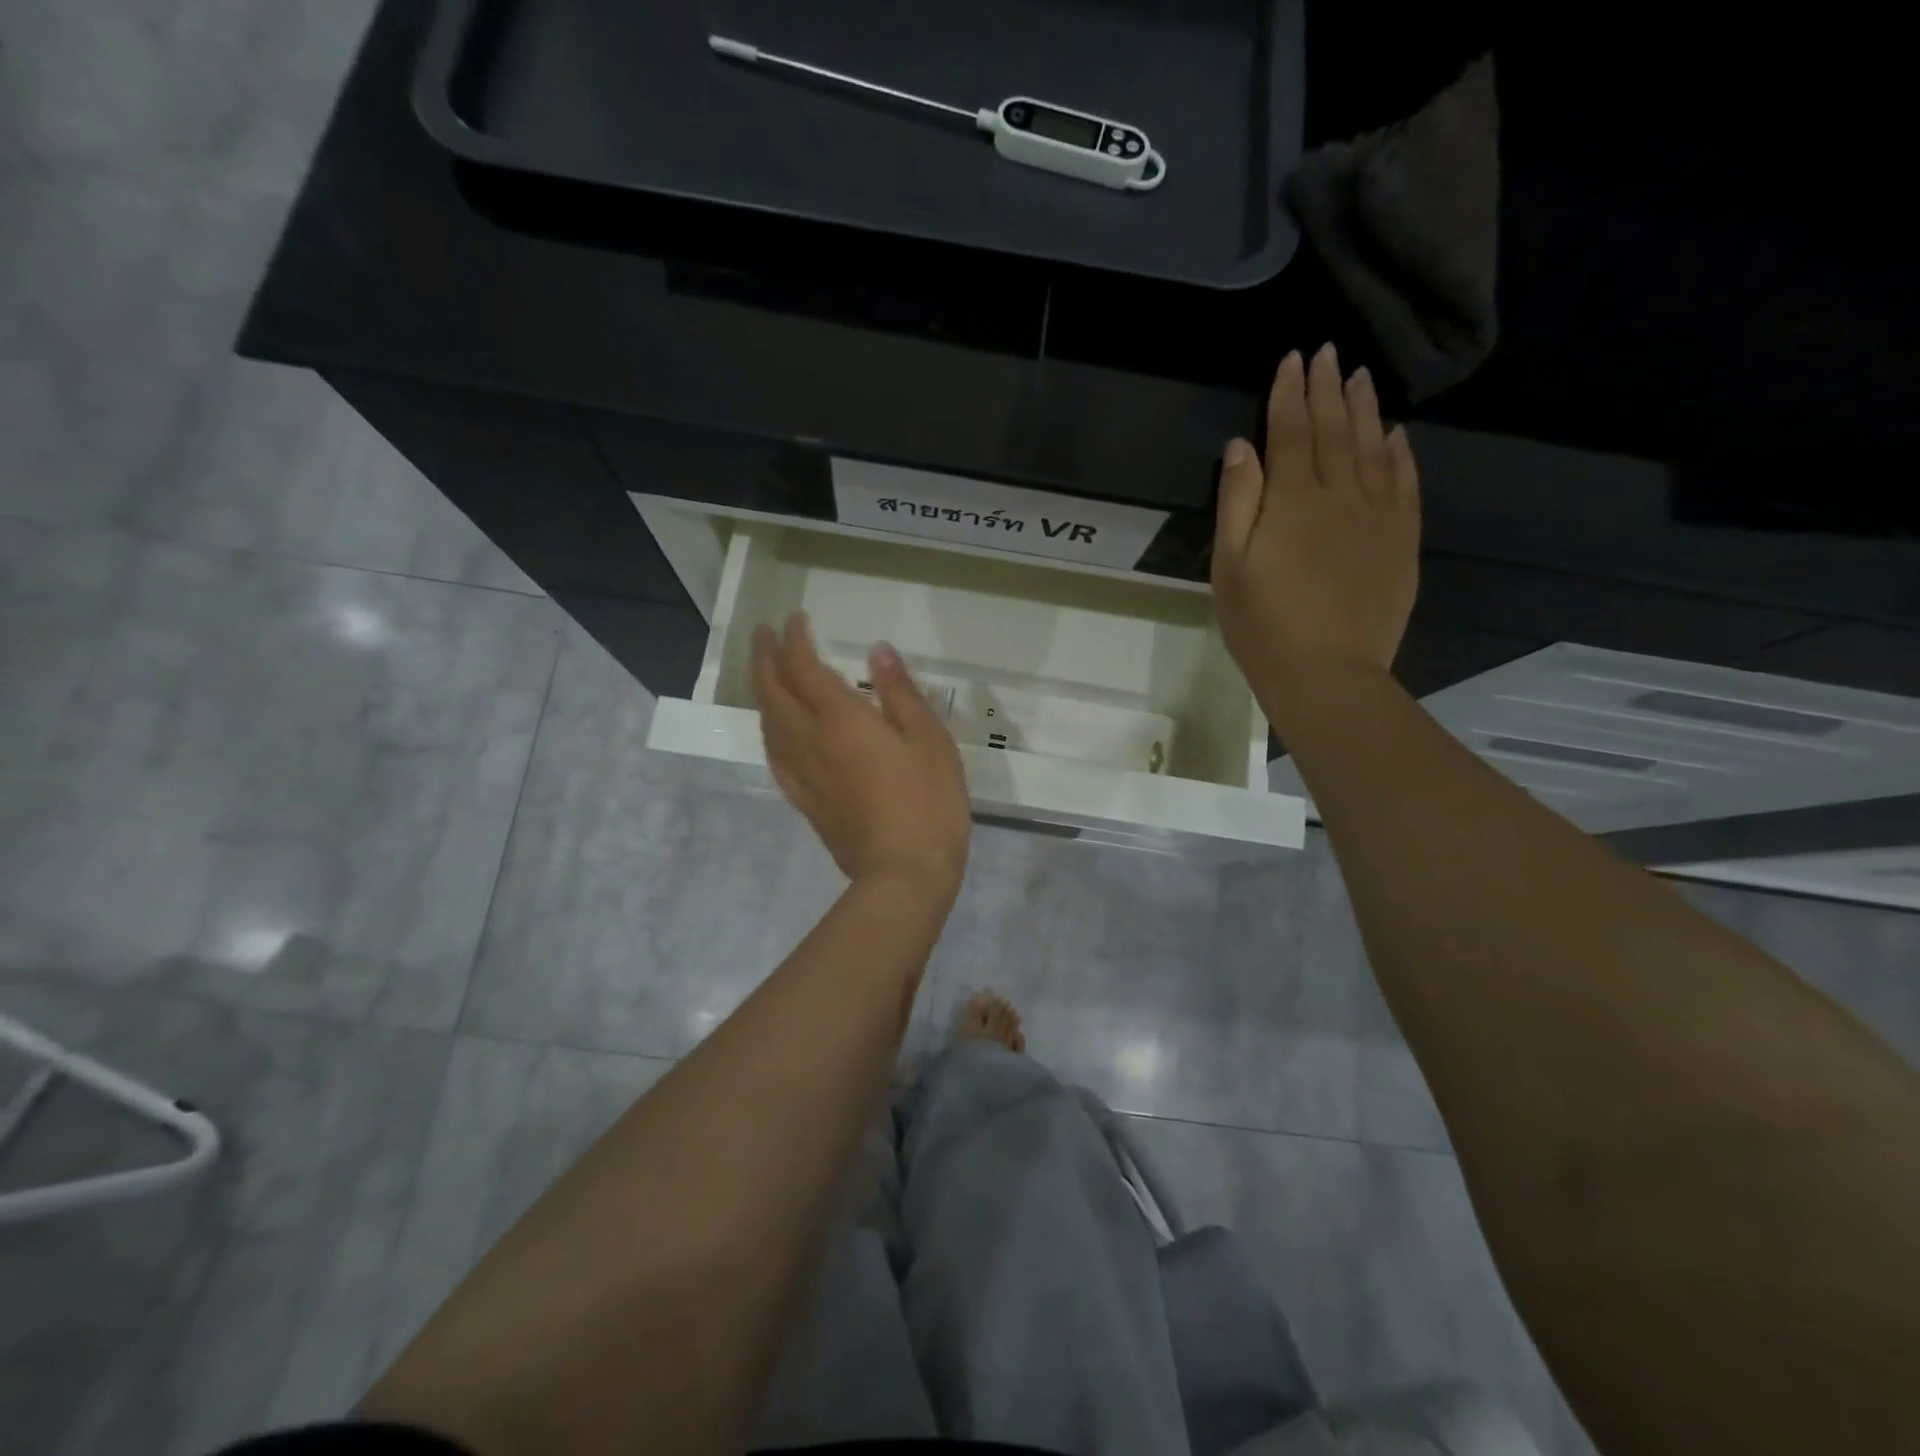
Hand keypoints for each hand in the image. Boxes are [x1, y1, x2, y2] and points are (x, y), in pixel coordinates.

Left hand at [753, 612, 970, 899]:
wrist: (904, 875)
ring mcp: (804, 774)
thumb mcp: (930, 740)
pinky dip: (769, 732)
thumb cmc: (928, 803)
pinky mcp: (805, 801)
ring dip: (762, 691)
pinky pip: (775, 757)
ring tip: (765, 673)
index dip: (795, 640)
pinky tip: (774, 731)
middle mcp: (811, 741)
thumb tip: (878, 652)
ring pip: (769, 724)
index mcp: (841, 720)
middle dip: (766, 658)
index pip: (805, 668)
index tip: (794, 618)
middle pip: (775, 692)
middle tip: (763, 634)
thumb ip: (901, 693)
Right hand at [1213, 344, 1420, 710]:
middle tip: (1329, 352)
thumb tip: (1242, 447)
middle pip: (1334, 431)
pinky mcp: (1401, 541)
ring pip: (1373, 448)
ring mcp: (1378, 516)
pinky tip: (1397, 434)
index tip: (1293, 359)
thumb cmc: (1262, 625)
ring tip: (1361, 377)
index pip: (1291, 433)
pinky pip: (1405, 484)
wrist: (1326, 673)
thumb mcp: (1230, 567)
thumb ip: (1237, 502)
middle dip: (1328, 389)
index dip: (1290, 394)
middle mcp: (1340, 496)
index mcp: (1292, 501)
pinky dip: (1401, 454)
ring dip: (1365, 409)